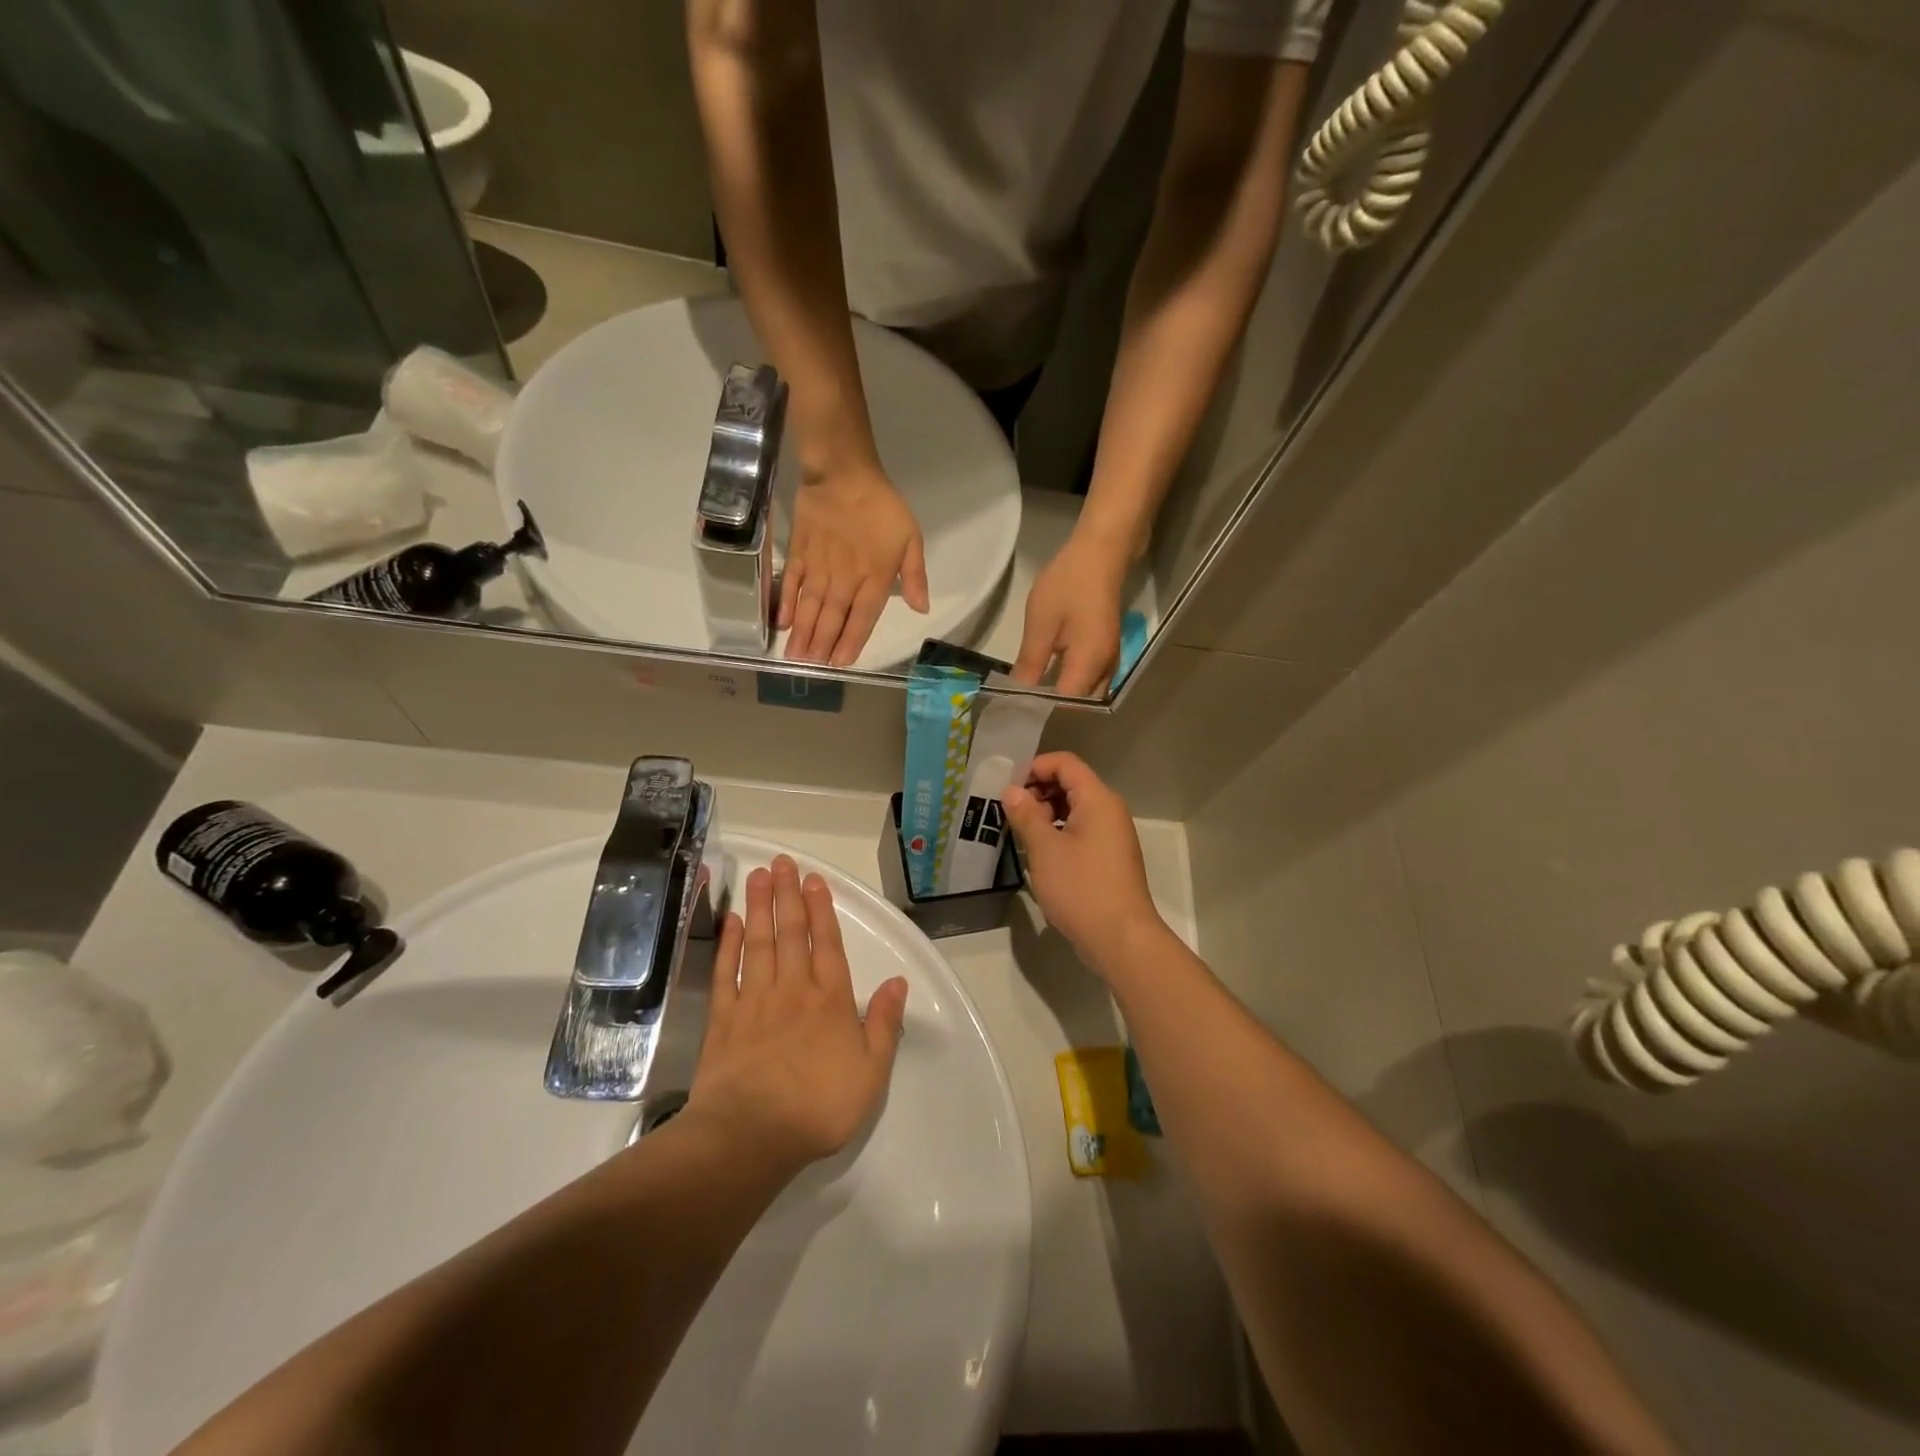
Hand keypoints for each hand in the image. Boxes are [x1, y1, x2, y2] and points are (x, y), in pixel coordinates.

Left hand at [687, 856, 908, 1174]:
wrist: (750, 1136)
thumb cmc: (818, 1107)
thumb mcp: (871, 1073)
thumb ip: (885, 1024)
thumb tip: (899, 982)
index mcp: (830, 1000)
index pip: (827, 943)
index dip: (822, 909)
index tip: (814, 879)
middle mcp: (793, 989)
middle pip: (791, 932)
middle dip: (788, 894)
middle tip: (782, 861)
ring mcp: (754, 1001)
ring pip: (759, 943)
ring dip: (759, 907)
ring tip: (758, 876)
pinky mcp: (723, 1019)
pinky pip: (726, 972)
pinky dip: (728, 945)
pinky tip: (730, 922)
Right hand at [780, 464, 928, 666]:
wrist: (843, 473)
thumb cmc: (881, 506)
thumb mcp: (911, 538)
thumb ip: (915, 576)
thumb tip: (921, 609)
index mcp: (874, 578)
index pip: (862, 618)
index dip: (851, 642)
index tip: (840, 663)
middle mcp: (845, 579)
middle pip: (832, 618)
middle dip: (822, 645)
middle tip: (812, 668)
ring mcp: (818, 567)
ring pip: (810, 607)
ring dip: (803, 634)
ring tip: (794, 657)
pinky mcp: (799, 553)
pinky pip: (791, 583)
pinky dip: (786, 603)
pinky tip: (781, 622)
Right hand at [999, 752, 1163, 972]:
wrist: (1120, 938)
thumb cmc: (1081, 887)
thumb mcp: (1044, 849)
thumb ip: (1026, 815)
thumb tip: (1011, 791)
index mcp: (1097, 799)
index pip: (1065, 763)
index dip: (1034, 767)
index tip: (1008, 787)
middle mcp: (1109, 811)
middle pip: (1071, 784)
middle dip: (1038, 791)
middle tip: (1010, 813)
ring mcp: (1112, 836)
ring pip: (1075, 810)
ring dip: (1046, 814)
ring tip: (1021, 834)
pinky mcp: (1109, 858)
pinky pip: (1081, 831)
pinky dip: (1059, 833)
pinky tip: (1039, 854)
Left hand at [1013, 530, 1128, 696]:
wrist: (1102, 551)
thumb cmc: (1069, 583)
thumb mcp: (1041, 622)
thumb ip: (1031, 661)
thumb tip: (1019, 691)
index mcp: (1090, 664)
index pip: (1065, 702)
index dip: (1041, 707)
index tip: (1016, 707)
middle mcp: (1106, 668)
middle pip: (1079, 702)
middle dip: (1053, 705)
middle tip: (1022, 701)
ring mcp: (1110, 658)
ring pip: (1087, 691)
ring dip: (1062, 693)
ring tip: (1033, 690)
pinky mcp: (1107, 648)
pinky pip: (1090, 677)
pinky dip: (1071, 680)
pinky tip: (1050, 673)